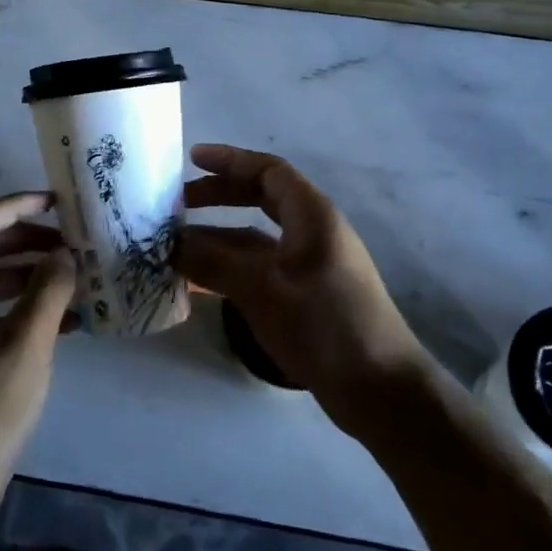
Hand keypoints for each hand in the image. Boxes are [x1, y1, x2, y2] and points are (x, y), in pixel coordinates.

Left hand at [0, 192, 76, 507]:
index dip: (15, 206)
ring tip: (73, 274)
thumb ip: (49, 290)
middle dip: (25, 239)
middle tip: (70, 238)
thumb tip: (65, 254)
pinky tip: (63, 317)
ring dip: (27, 273)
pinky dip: (20, 306)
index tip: (56, 202)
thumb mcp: (26, 344)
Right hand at [176, 145, 431, 431]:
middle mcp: (312, 232)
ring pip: (257, 237)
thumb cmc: (325, 326)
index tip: (191, 160)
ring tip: (177, 244)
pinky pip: (261, 268)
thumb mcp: (263, 290)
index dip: (230, 161)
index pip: (268, 171)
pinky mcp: (306, 296)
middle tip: (178, 202)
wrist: (381, 390)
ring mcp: (310, 265)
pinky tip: (200, 282)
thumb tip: (170, 243)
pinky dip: (231, 268)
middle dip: (220, 195)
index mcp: (312, 216)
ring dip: (219, 237)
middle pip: (261, 199)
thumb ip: (215, 262)